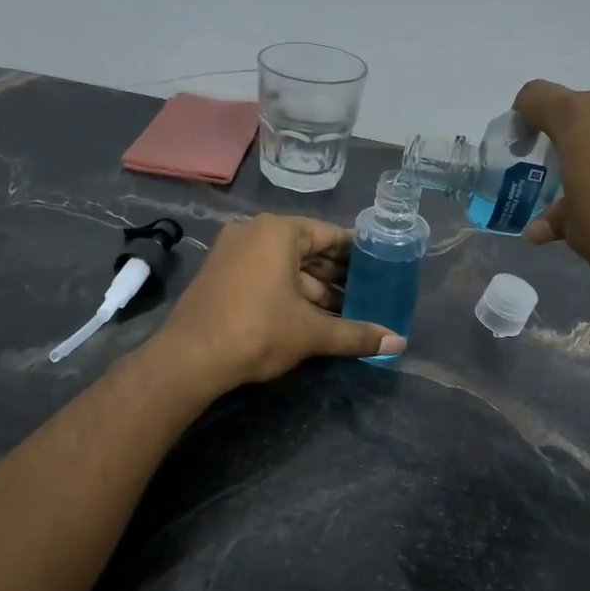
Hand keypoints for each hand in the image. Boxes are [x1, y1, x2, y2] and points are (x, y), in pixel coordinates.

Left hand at [157, 214, 403, 387]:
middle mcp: (253, 232)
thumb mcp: (312, 333)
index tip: (380, 266)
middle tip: (368, 292)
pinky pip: (265, 276)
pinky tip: (311, 316)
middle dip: (336, 275)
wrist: (190, 358)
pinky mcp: (220, 275)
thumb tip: (399, 342)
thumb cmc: (258, 331)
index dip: (357, 253)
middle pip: (307, 250)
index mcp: (278, 232)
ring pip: (285, 266)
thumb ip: (357, 334)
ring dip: (314, 288)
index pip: (329, 235)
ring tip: (345, 311)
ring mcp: (232, 253)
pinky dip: (289, 292)